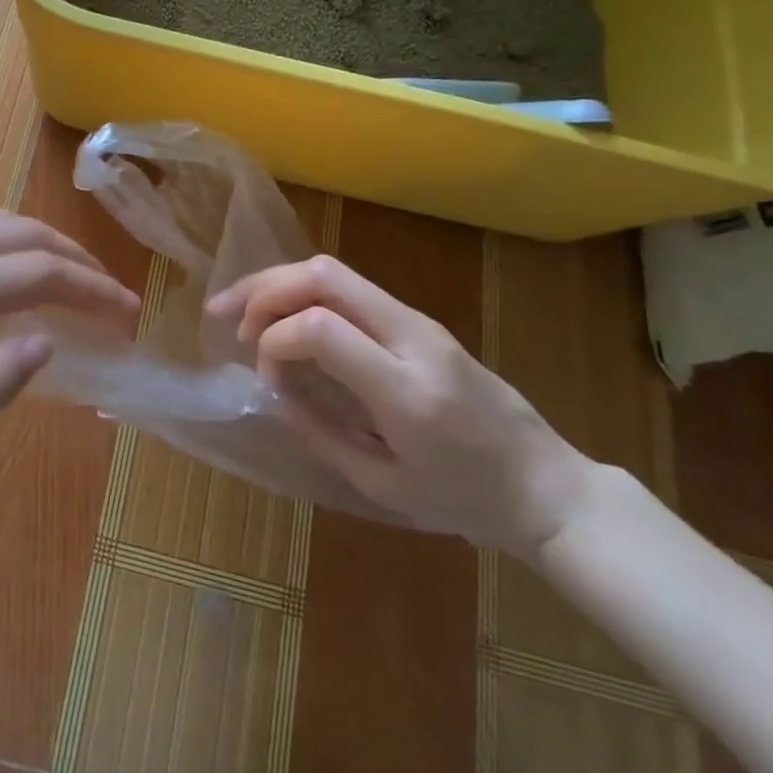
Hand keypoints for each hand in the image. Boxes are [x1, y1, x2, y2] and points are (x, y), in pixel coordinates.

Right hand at [208, 255, 591, 555]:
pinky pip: (350, 288)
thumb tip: (273, 392)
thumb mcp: (385, 486)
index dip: (273, 342)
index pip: (320, 328)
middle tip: (225, 317)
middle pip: (324, 277)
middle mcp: (413, 339)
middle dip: (263, 290)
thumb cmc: (467, 501)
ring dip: (278, 283)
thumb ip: (320, 433)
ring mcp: (419, 321)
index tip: (266, 380)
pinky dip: (305, 293)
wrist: (546, 486)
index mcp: (406, 389)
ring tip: (240, 310)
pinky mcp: (419, 320)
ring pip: (334, 271)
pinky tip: (283, 315)